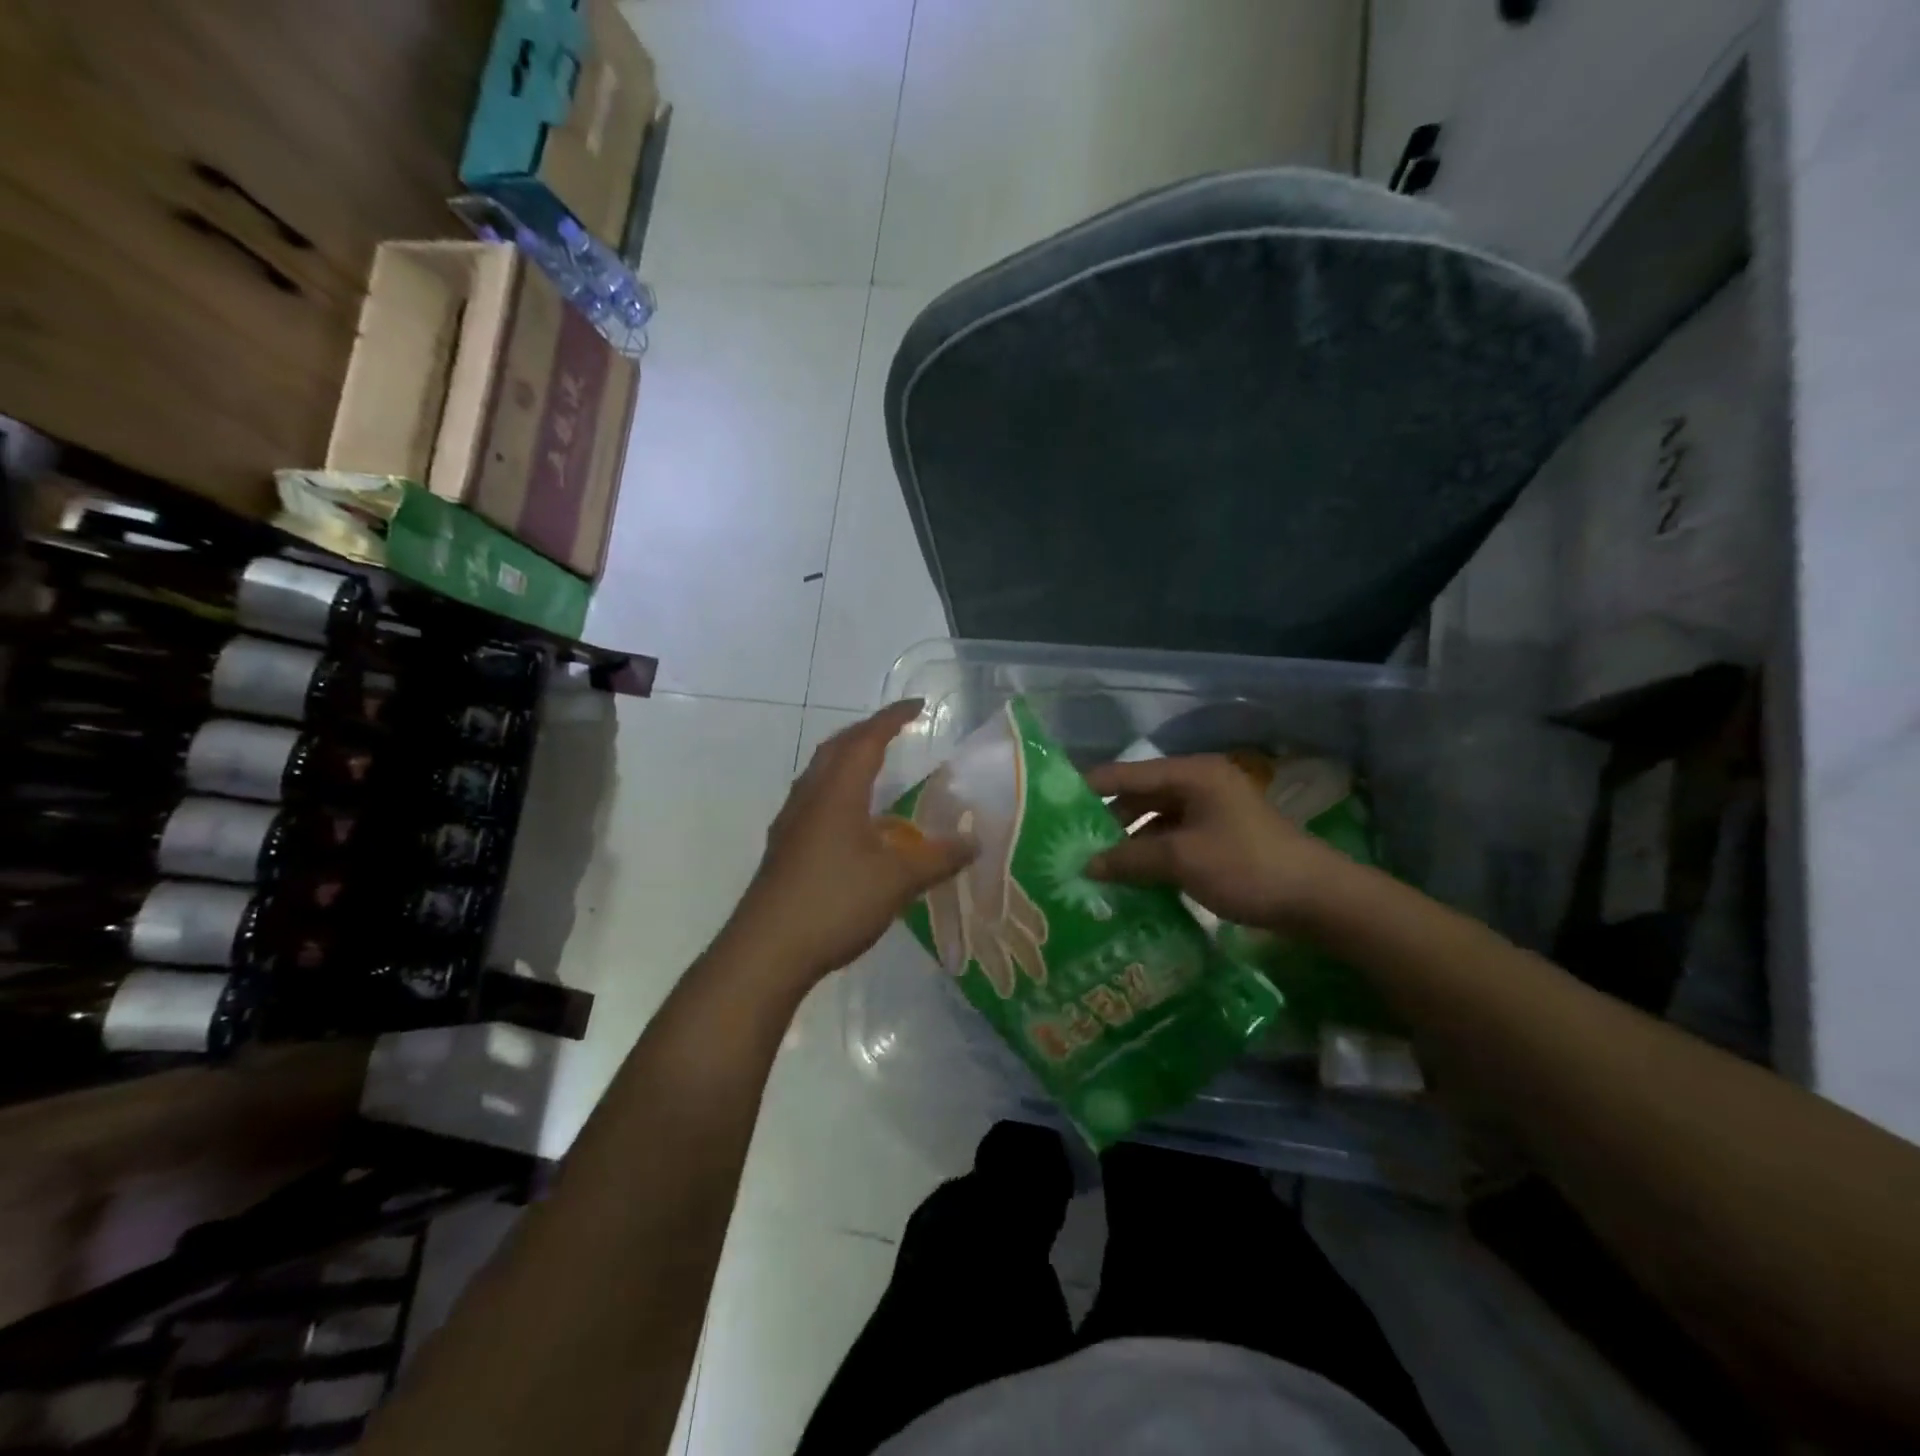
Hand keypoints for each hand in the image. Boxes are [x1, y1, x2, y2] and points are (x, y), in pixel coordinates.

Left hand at [726, 700, 976, 985]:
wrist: (766, 951)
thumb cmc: (835, 902)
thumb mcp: (898, 880)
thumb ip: (939, 858)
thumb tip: (976, 842)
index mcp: (837, 792)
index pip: (867, 740)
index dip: (892, 718)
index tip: (917, 706)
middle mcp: (809, 798)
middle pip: (836, 749)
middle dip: (866, 732)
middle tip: (894, 730)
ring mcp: (791, 824)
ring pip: (820, 775)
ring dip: (847, 760)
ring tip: (874, 768)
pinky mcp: (784, 849)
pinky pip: (814, 801)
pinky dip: (838, 792)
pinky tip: (853, 822)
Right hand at [1084, 754, 1358, 930]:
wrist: (1318, 898)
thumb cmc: (1246, 866)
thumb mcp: (1181, 860)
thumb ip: (1129, 858)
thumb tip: (1086, 864)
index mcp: (1190, 774)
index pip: (1125, 773)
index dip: (1087, 789)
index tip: (1051, 808)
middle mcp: (1198, 784)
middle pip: (1138, 795)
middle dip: (1105, 821)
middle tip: (1069, 844)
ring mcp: (1211, 811)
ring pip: (1154, 820)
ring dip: (1128, 842)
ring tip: (1093, 865)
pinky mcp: (1219, 837)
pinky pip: (1172, 838)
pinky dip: (1151, 854)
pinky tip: (1129, 878)